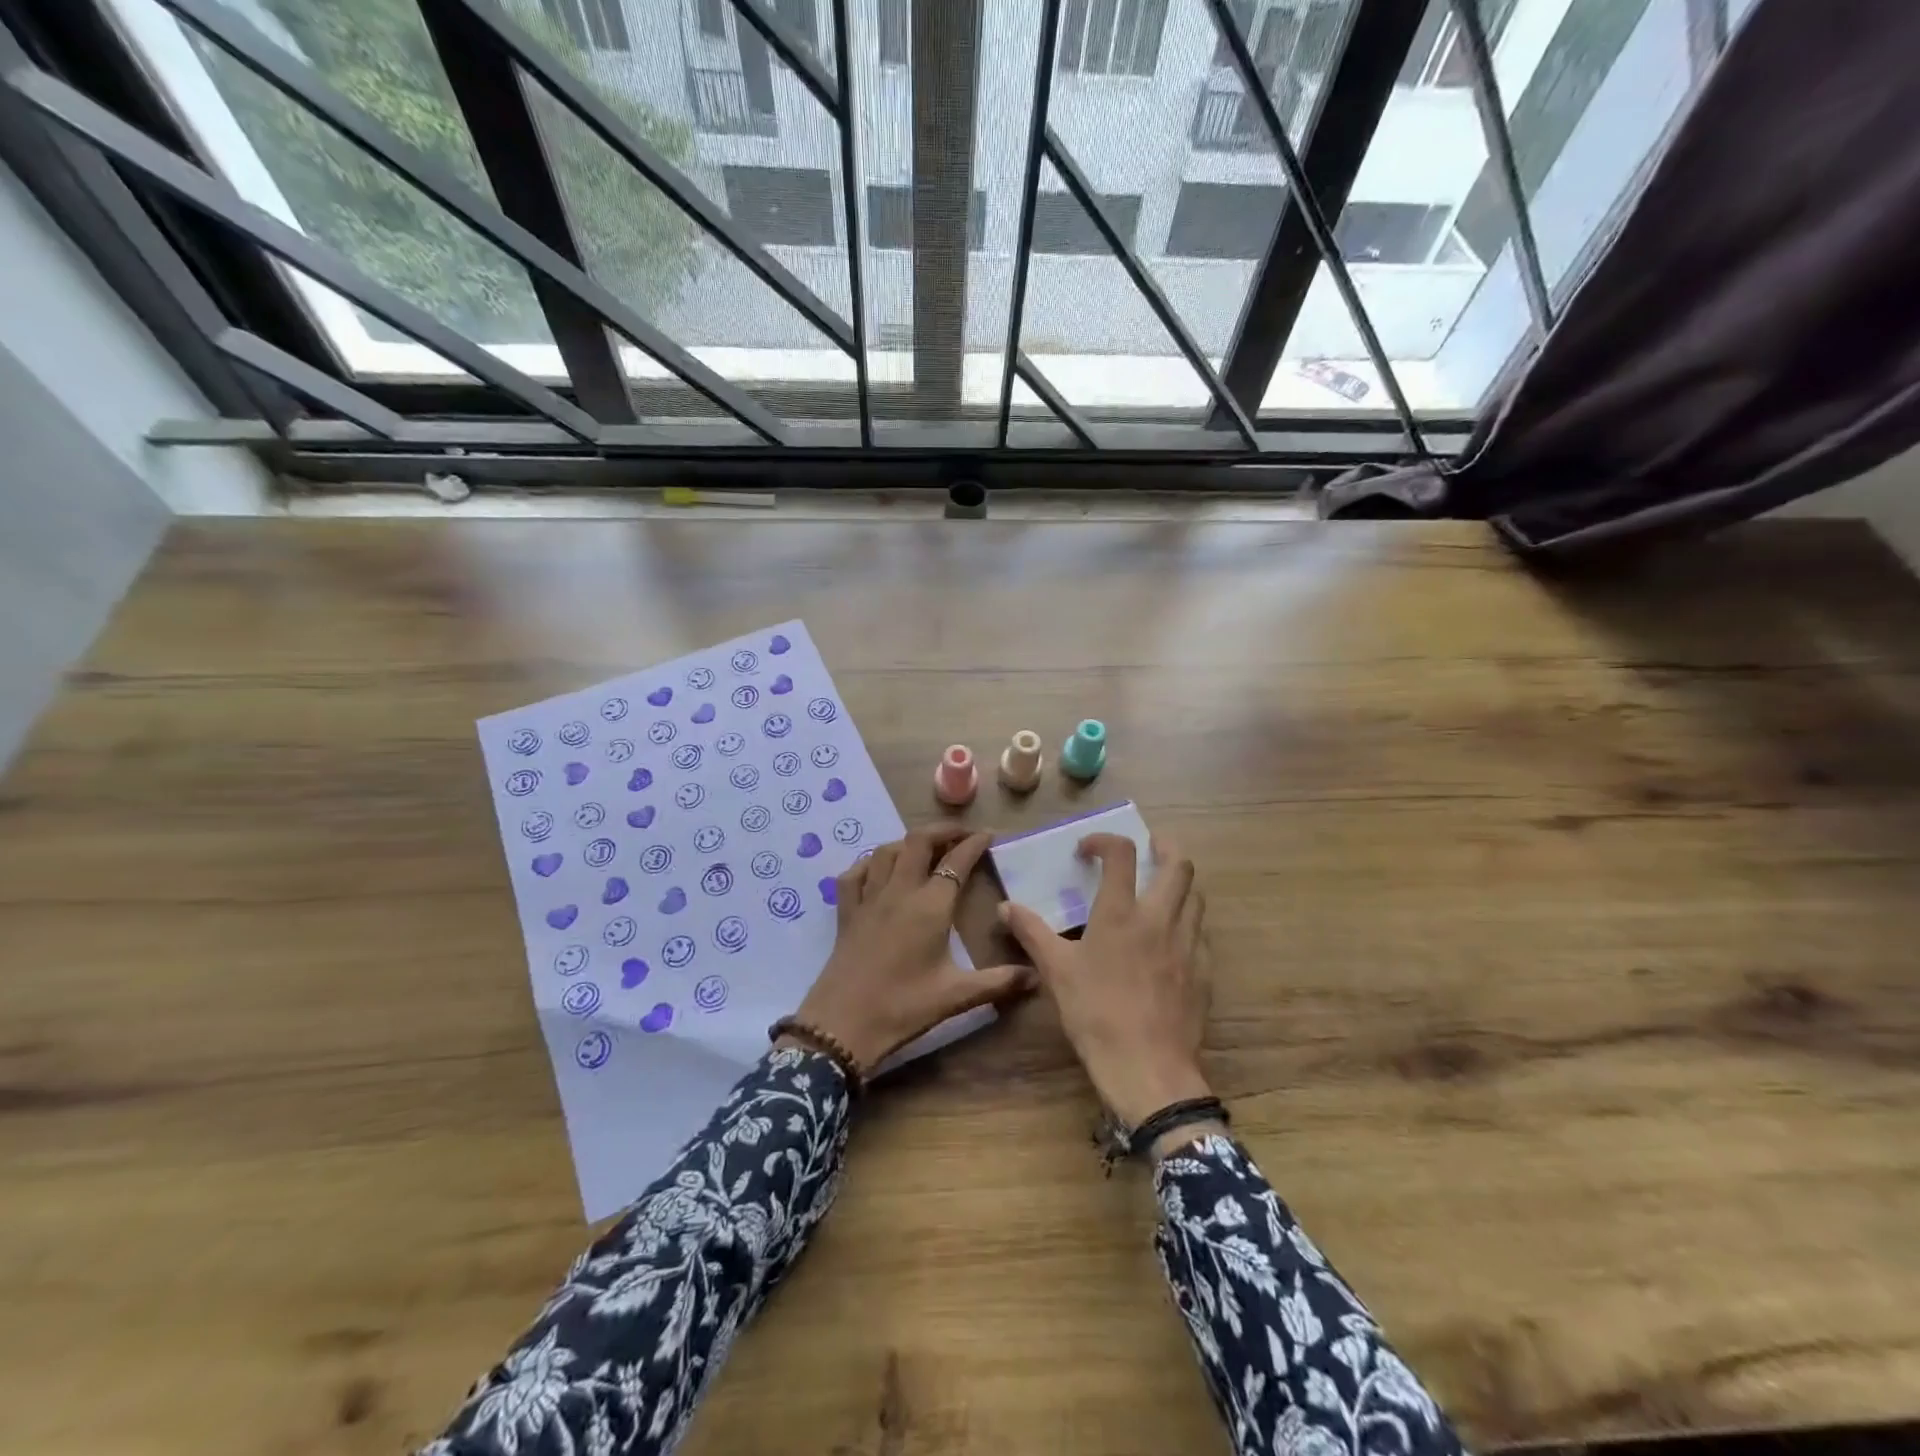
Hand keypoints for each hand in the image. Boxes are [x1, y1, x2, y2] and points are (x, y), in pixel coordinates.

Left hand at [789, 826, 1036, 1072]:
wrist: (842, 1025)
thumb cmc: (904, 1007)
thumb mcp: (956, 996)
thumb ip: (998, 982)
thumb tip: (1035, 976)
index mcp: (930, 906)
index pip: (956, 861)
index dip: (974, 844)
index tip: (989, 835)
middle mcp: (899, 891)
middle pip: (918, 841)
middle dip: (942, 831)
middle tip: (960, 836)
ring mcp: (868, 898)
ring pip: (886, 851)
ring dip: (908, 842)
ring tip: (925, 849)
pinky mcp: (846, 912)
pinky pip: (855, 873)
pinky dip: (870, 863)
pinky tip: (878, 869)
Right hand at [1000, 835, 1210, 1128]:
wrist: (1148, 1069)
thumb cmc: (1095, 1014)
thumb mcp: (1055, 971)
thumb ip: (1031, 932)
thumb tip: (1004, 906)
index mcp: (1121, 913)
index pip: (1121, 853)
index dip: (1104, 840)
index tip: (1088, 851)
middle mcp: (1160, 918)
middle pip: (1179, 865)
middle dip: (1166, 847)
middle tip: (1151, 847)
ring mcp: (1188, 944)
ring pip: (1196, 896)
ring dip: (1179, 884)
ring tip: (1161, 890)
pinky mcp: (1203, 971)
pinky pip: (1201, 933)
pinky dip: (1187, 922)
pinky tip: (1172, 940)